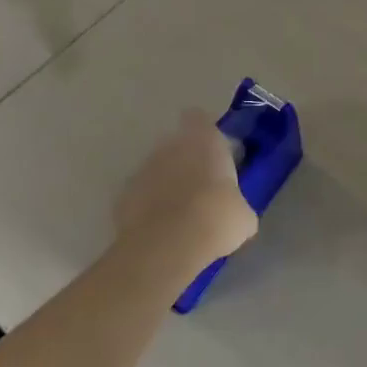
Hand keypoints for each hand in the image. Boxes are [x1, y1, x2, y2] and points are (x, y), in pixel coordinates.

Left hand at [113, 110, 257, 265]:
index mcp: (204, 140)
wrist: (169, 247)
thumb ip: (237, 203)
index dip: (206, 133)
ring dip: (166, 186)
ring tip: (180, 216)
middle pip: (176, 145)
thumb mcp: (243, 215)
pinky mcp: (123, 197)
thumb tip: (237, 213)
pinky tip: (160, 232)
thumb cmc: (217, 218)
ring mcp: (143, 170)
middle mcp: (171, 146)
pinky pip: (140, 197)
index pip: (200, 119)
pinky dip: (148, 209)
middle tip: (201, 189)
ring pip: (157, 170)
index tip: (214, 153)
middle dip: (186, 162)